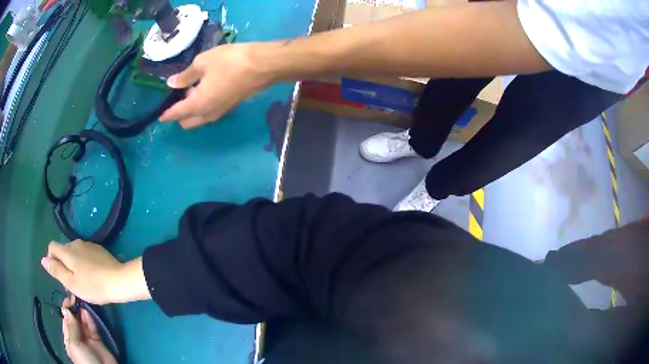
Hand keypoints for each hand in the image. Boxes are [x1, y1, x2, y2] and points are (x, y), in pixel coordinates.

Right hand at [42, 240, 149, 304]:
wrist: (119, 280)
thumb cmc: (93, 285)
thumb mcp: (71, 282)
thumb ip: (56, 270)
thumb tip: (43, 260)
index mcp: (67, 250)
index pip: (52, 247)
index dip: (51, 260)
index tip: (58, 276)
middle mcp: (76, 243)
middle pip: (63, 251)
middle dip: (63, 265)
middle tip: (71, 285)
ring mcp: (88, 245)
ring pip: (74, 254)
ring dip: (73, 266)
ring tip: (82, 283)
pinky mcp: (98, 249)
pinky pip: (84, 255)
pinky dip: (83, 264)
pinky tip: (92, 277)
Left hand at [62, 296, 116, 363]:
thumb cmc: (84, 359)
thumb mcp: (74, 344)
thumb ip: (71, 327)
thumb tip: (66, 309)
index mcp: (69, 339)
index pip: (65, 321)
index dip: (66, 310)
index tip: (67, 298)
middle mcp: (77, 337)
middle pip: (74, 320)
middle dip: (74, 309)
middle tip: (74, 297)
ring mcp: (88, 339)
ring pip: (83, 322)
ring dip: (82, 312)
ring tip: (81, 301)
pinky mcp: (98, 340)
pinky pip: (93, 327)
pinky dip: (90, 319)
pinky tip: (87, 311)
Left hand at [159, 42, 276, 128]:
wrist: (263, 66)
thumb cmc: (230, 61)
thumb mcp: (203, 62)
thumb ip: (185, 75)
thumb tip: (172, 83)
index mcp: (197, 105)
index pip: (176, 114)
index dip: (166, 115)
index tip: (159, 115)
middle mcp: (207, 114)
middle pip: (187, 123)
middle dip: (179, 114)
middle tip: (180, 94)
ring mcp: (220, 112)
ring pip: (199, 119)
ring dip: (192, 110)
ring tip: (193, 88)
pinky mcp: (230, 107)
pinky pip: (209, 113)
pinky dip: (203, 106)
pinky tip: (206, 88)